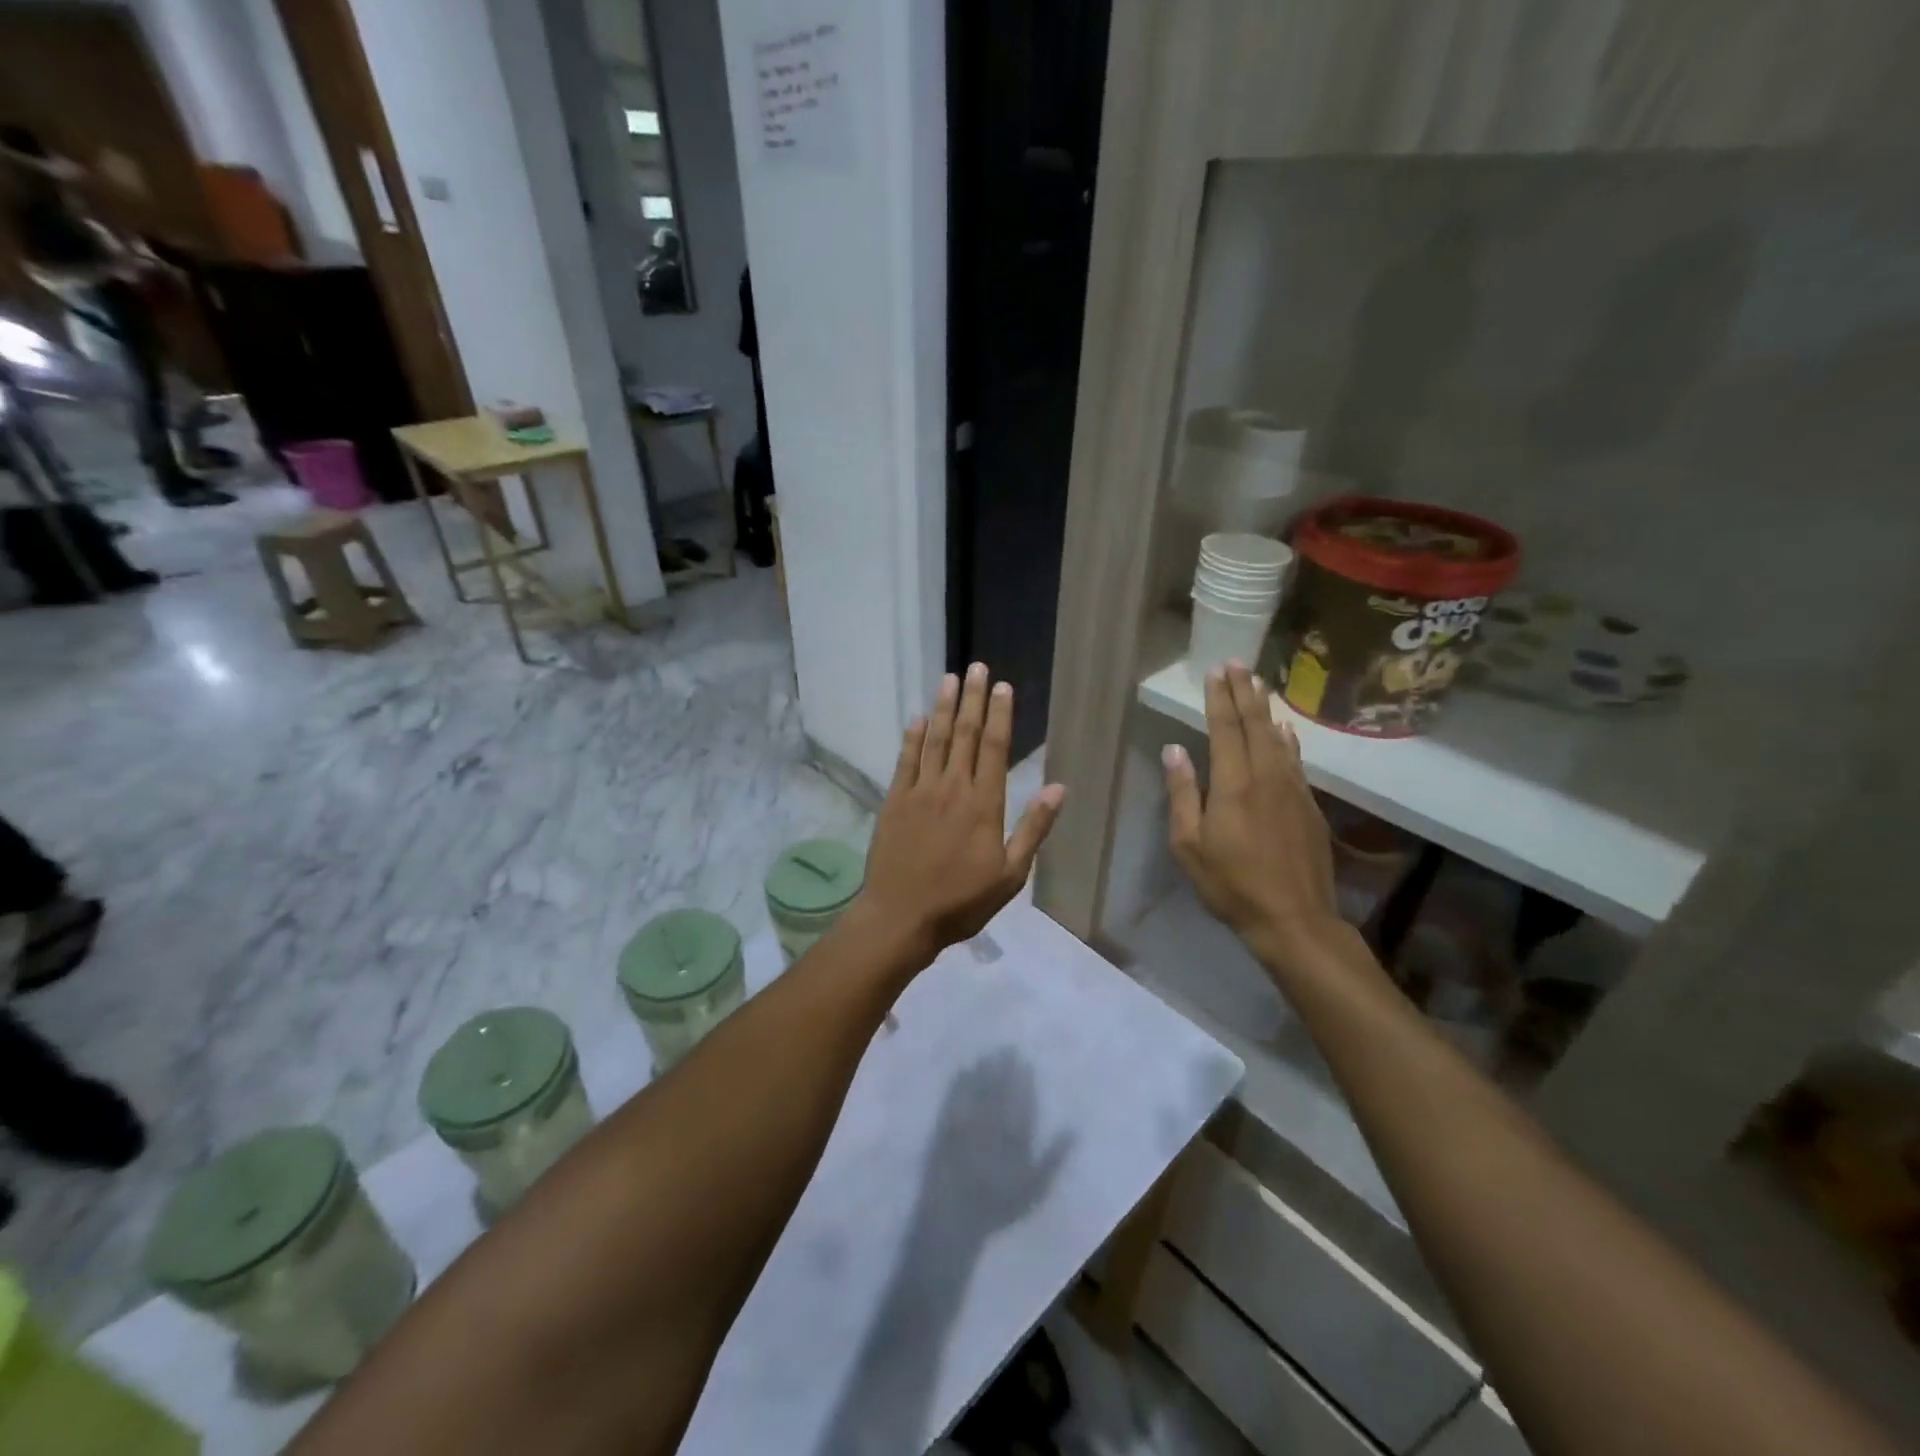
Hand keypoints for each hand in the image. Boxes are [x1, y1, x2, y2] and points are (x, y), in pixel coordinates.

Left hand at [857, 664, 1066, 963]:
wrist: (901, 917)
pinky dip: (913, 737)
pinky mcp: (895, 800)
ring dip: (943, 707)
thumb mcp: (1011, 874)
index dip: (1000, 715)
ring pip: (935, 740)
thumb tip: (1059, 788)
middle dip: (972, 699)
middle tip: (976, 667)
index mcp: (984, 804)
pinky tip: (917, 718)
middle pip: (964, 734)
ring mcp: (920, 791)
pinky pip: (906, 760)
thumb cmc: (962, 901)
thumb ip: (1033, 828)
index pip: (994, 747)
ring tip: (949, 679)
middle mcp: (952, 788)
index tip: (1003, 687)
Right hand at [1164, 662, 1341, 972]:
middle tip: (1238, 664)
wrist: (1295, 918)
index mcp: (1233, 784)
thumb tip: (1174, 750)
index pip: (1225, 729)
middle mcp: (1267, 776)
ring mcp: (1293, 789)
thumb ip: (1182, 793)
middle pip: (1255, 724)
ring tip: (1260, 684)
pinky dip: (1288, 739)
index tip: (1216, 671)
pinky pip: (1296, 760)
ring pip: (1279, 738)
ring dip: (1266, 709)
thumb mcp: (1189, 844)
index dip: (1219, 698)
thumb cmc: (1231, 884)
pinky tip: (1285, 730)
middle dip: (1245, 691)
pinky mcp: (1310, 806)